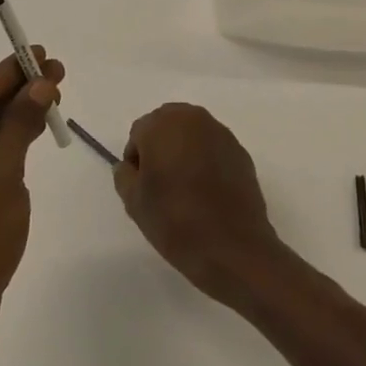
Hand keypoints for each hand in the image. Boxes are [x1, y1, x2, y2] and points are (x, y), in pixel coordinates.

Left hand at [0, 49, 64, 345]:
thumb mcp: (2, 175)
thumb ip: (19, 125)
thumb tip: (39, 84)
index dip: (11, 71)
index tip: (42, 52)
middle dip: (18, 92)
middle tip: (57, 73)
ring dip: (15, 115)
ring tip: (52, 96)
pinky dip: (6, 142)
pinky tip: (31, 129)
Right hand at [113, 103, 288, 304]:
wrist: (232, 247)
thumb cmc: (175, 220)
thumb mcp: (134, 202)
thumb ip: (124, 175)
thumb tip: (130, 166)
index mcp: (162, 124)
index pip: (138, 134)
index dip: (136, 161)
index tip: (142, 188)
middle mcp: (193, 118)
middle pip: (166, 126)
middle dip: (160, 149)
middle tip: (161, 185)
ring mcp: (221, 133)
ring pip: (192, 135)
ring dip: (184, 152)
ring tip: (185, 189)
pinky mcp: (240, 151)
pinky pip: (213, 149)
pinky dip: (206, 161)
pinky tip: (208, 192)